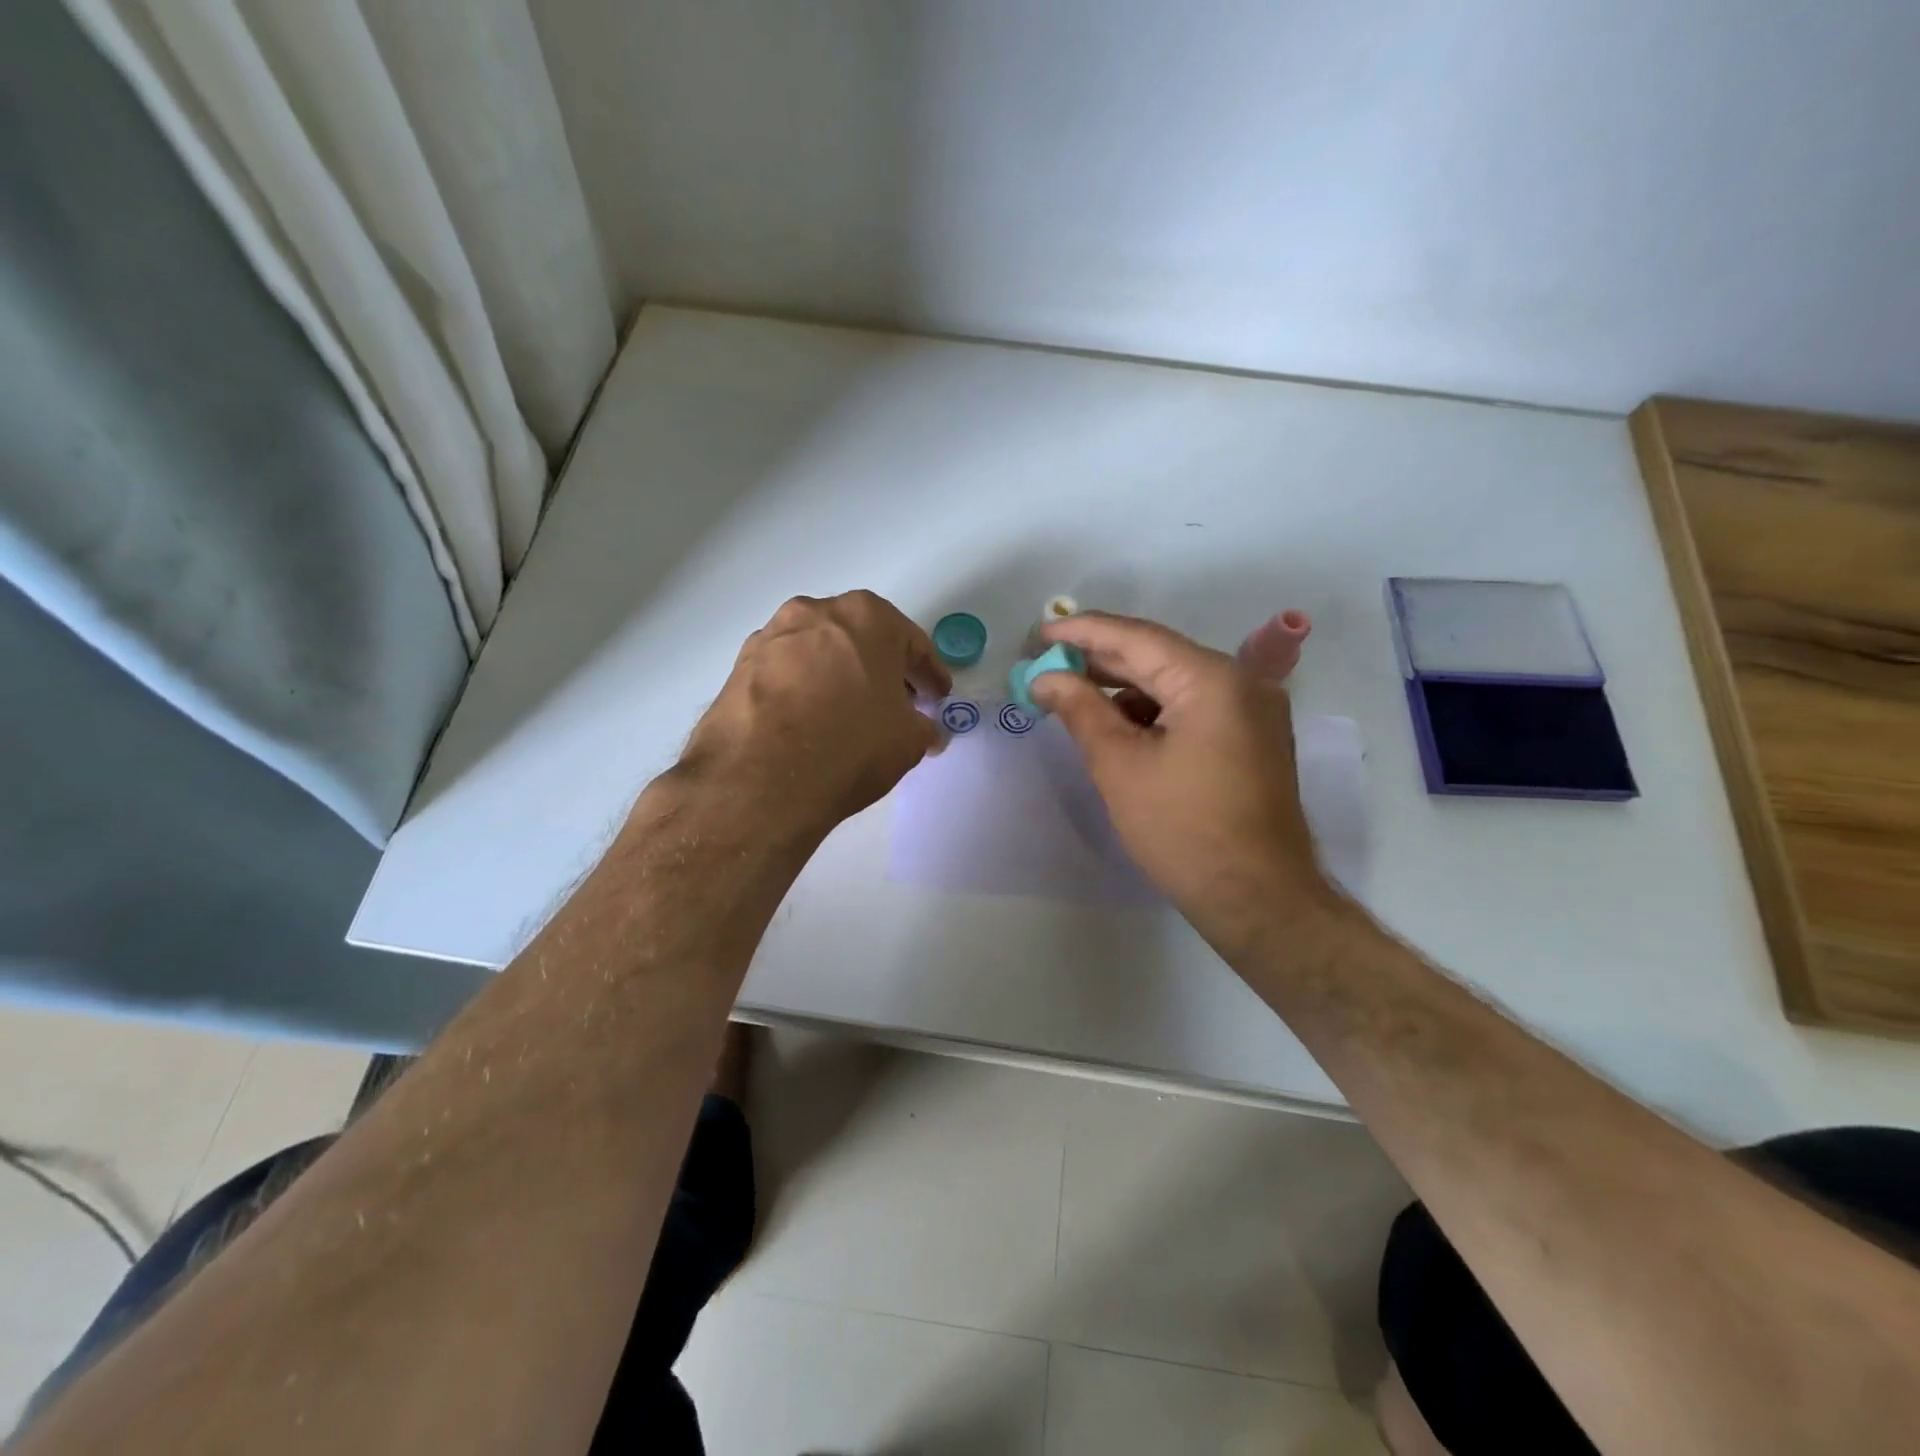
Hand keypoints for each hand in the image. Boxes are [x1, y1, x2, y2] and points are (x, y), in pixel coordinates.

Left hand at [678, 591, 950, 841]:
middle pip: (863, 639)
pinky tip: (811, 722)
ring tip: (850, 714)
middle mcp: (817, 611)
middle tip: (898, 703)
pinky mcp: (740, 665)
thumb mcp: (909, 741)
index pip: (912, 644)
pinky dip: (804, 689)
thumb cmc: (851, 745)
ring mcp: (772, 635)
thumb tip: (926, 731)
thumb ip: (925, 727)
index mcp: (868, 616)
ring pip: (821, 652)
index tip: (938, 696)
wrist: (761, 779)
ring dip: (840, 676)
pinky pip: (787, 673)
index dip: (930, 674)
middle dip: (883, 669)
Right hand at [1029, 612, 1340, 950]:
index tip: (1037, 632)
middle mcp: (1240, 682)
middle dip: (1100, 660)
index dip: (1082, 632)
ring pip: (1175, 683)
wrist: (1257, 898)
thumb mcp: (1120, 766)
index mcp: (1212, 679)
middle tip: (1046, 662)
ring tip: (1073, 696)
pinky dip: (1153, 711)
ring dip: (1125, 688)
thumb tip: (1045, 677)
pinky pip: (1193, 707)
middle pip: (1158, 656)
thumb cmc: (1183, 829)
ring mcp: (1252, 710)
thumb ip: (1080, 710)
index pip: (1136, 638)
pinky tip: (1118, 725)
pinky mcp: (1252, 737)